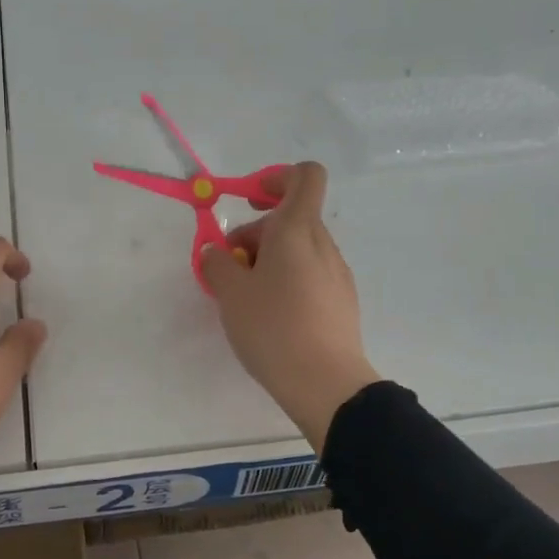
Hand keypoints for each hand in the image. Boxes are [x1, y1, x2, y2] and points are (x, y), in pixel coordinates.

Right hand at [199, 163, 378, 450]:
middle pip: (290, 217)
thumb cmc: (273, 327)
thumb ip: (217, 263)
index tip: (248, 201)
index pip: (303, 176)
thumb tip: (216, 252)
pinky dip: (286, 281)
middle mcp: (322, 244)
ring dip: (269, 260)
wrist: (325, 383)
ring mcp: (336, 273)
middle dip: (255, 234)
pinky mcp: (341, 300)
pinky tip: (270, 317)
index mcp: (297, 229)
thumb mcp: (231, 293)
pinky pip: (309, 274)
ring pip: (298, 249)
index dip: (275, 177)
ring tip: (246, 299)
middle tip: (230, 269)